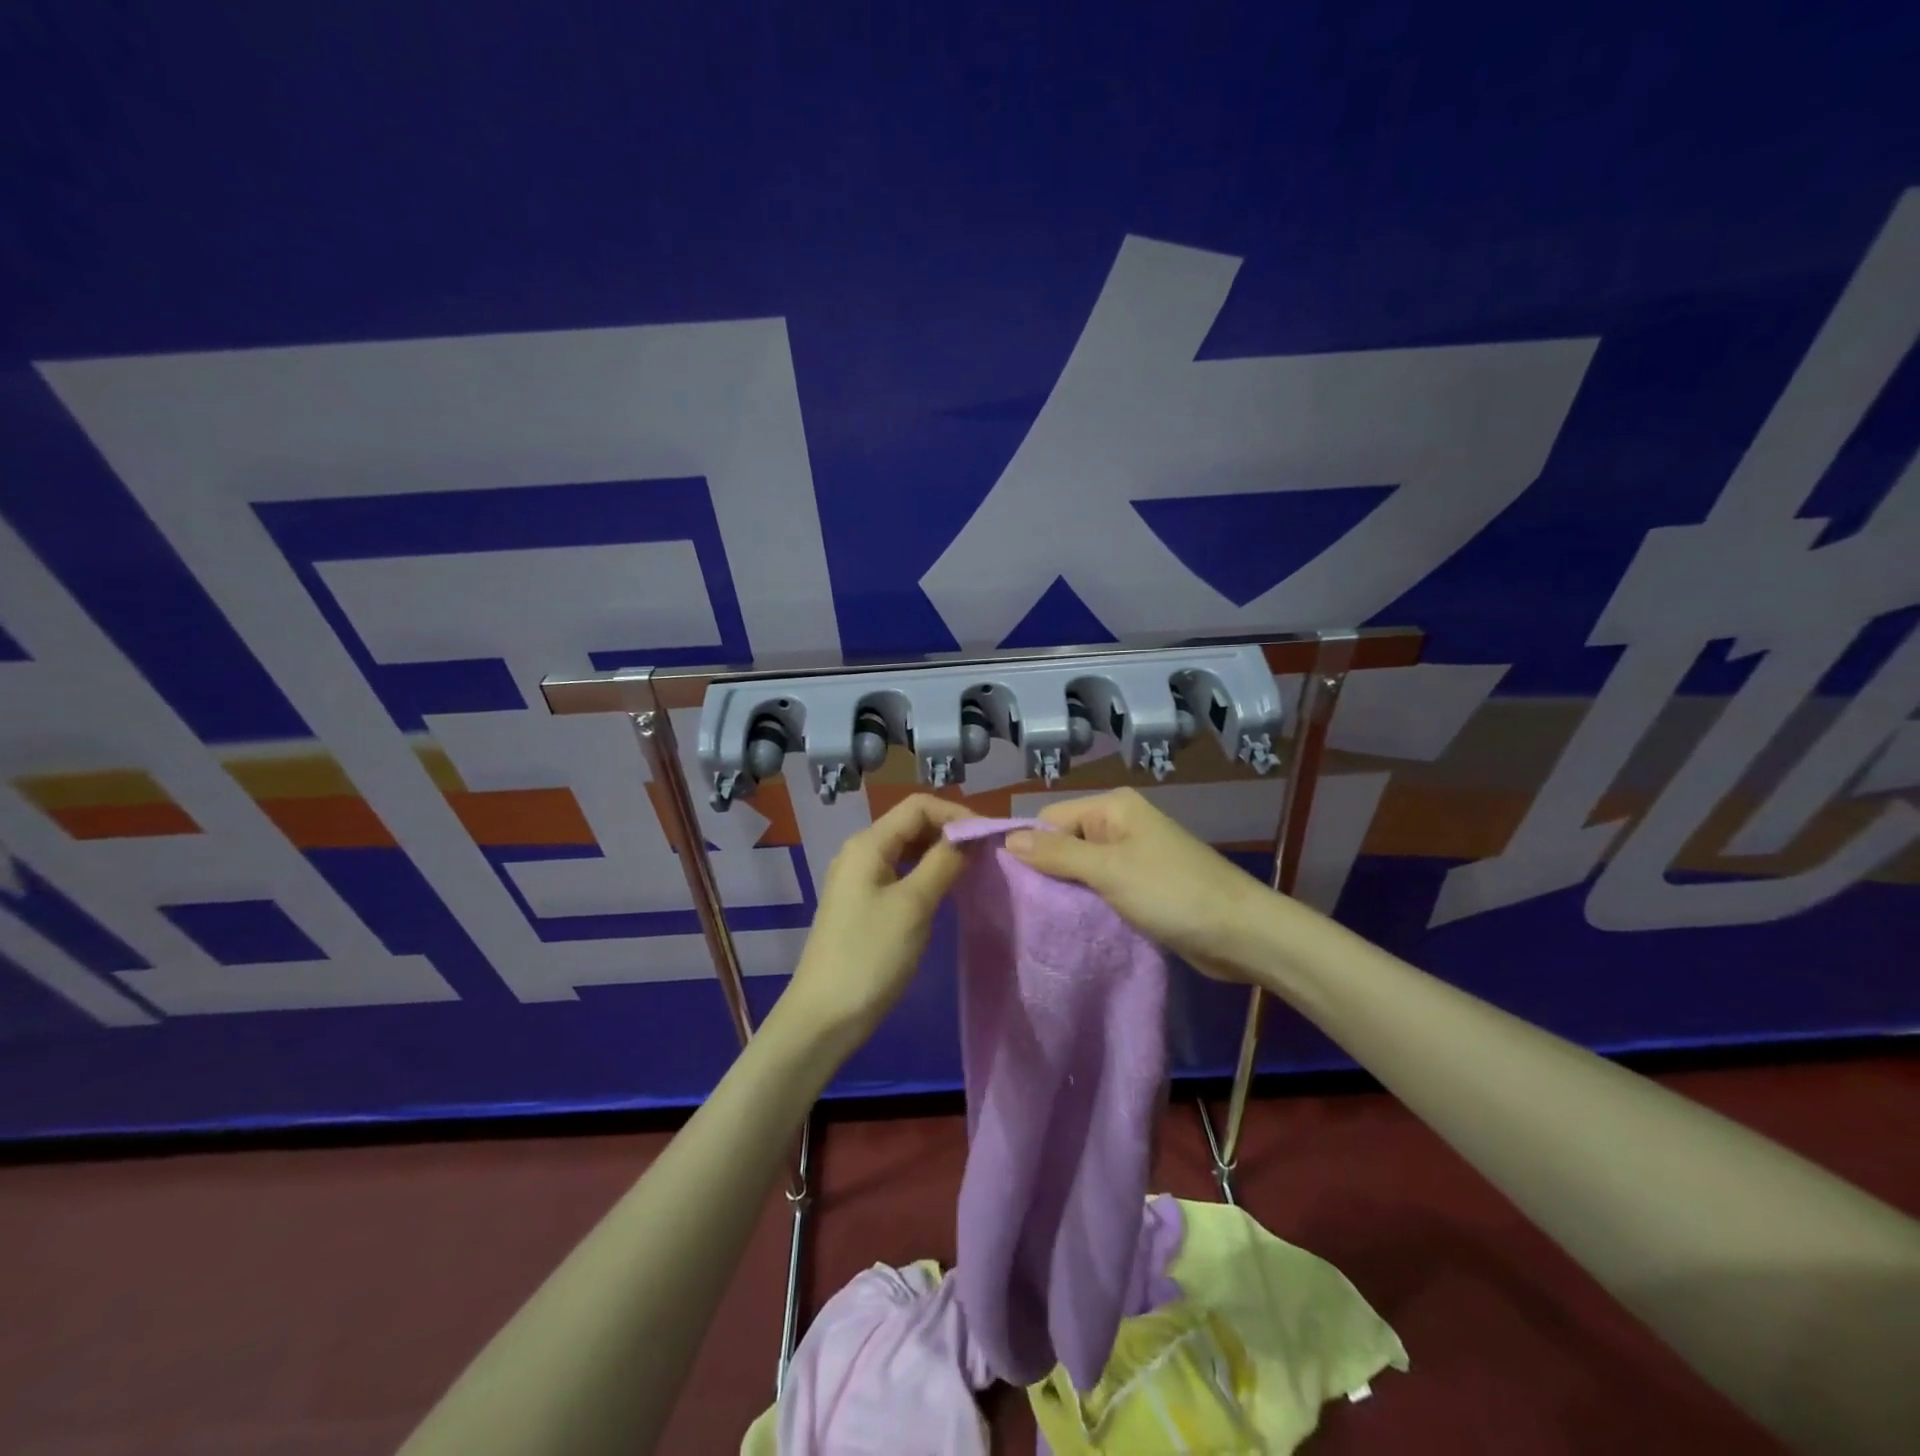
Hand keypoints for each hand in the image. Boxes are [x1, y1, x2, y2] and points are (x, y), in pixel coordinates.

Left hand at [777, 794, 975, 1042]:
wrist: (824, 1018)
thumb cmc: (870, 956)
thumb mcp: (913, 905)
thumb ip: (944, 863)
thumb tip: (970, 837)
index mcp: (868, 844)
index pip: (918, 806)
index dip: (956, 814)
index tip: (990, 838)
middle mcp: (860, 852)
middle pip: (912, 824)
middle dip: (950, 832)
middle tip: (988, 855)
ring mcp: (859, 880)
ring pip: (907, 850)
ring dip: (940, 853)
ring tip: (974, 870)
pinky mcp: (863, 904)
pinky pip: (900, 874)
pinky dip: (926, 874)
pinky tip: (946, 891)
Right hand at [1005, 787, 1276, 982]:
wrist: (1240, 933)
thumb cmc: (1172, 892)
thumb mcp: (1108, 870)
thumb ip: (1056, 854)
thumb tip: (1006, 839)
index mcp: (1113, 808)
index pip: (1051, 819)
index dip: (1032, 848)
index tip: (1016, 885)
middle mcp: (1121, 825)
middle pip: (1064, 843)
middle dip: (1049, 873)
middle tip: (1029, 908)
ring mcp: (1133, 856)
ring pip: (1081, 869)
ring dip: (1068, 892)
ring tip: (1049, 920)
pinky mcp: (1142, 886)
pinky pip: (1101, 888)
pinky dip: (1089, 904)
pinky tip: (1076, 924)